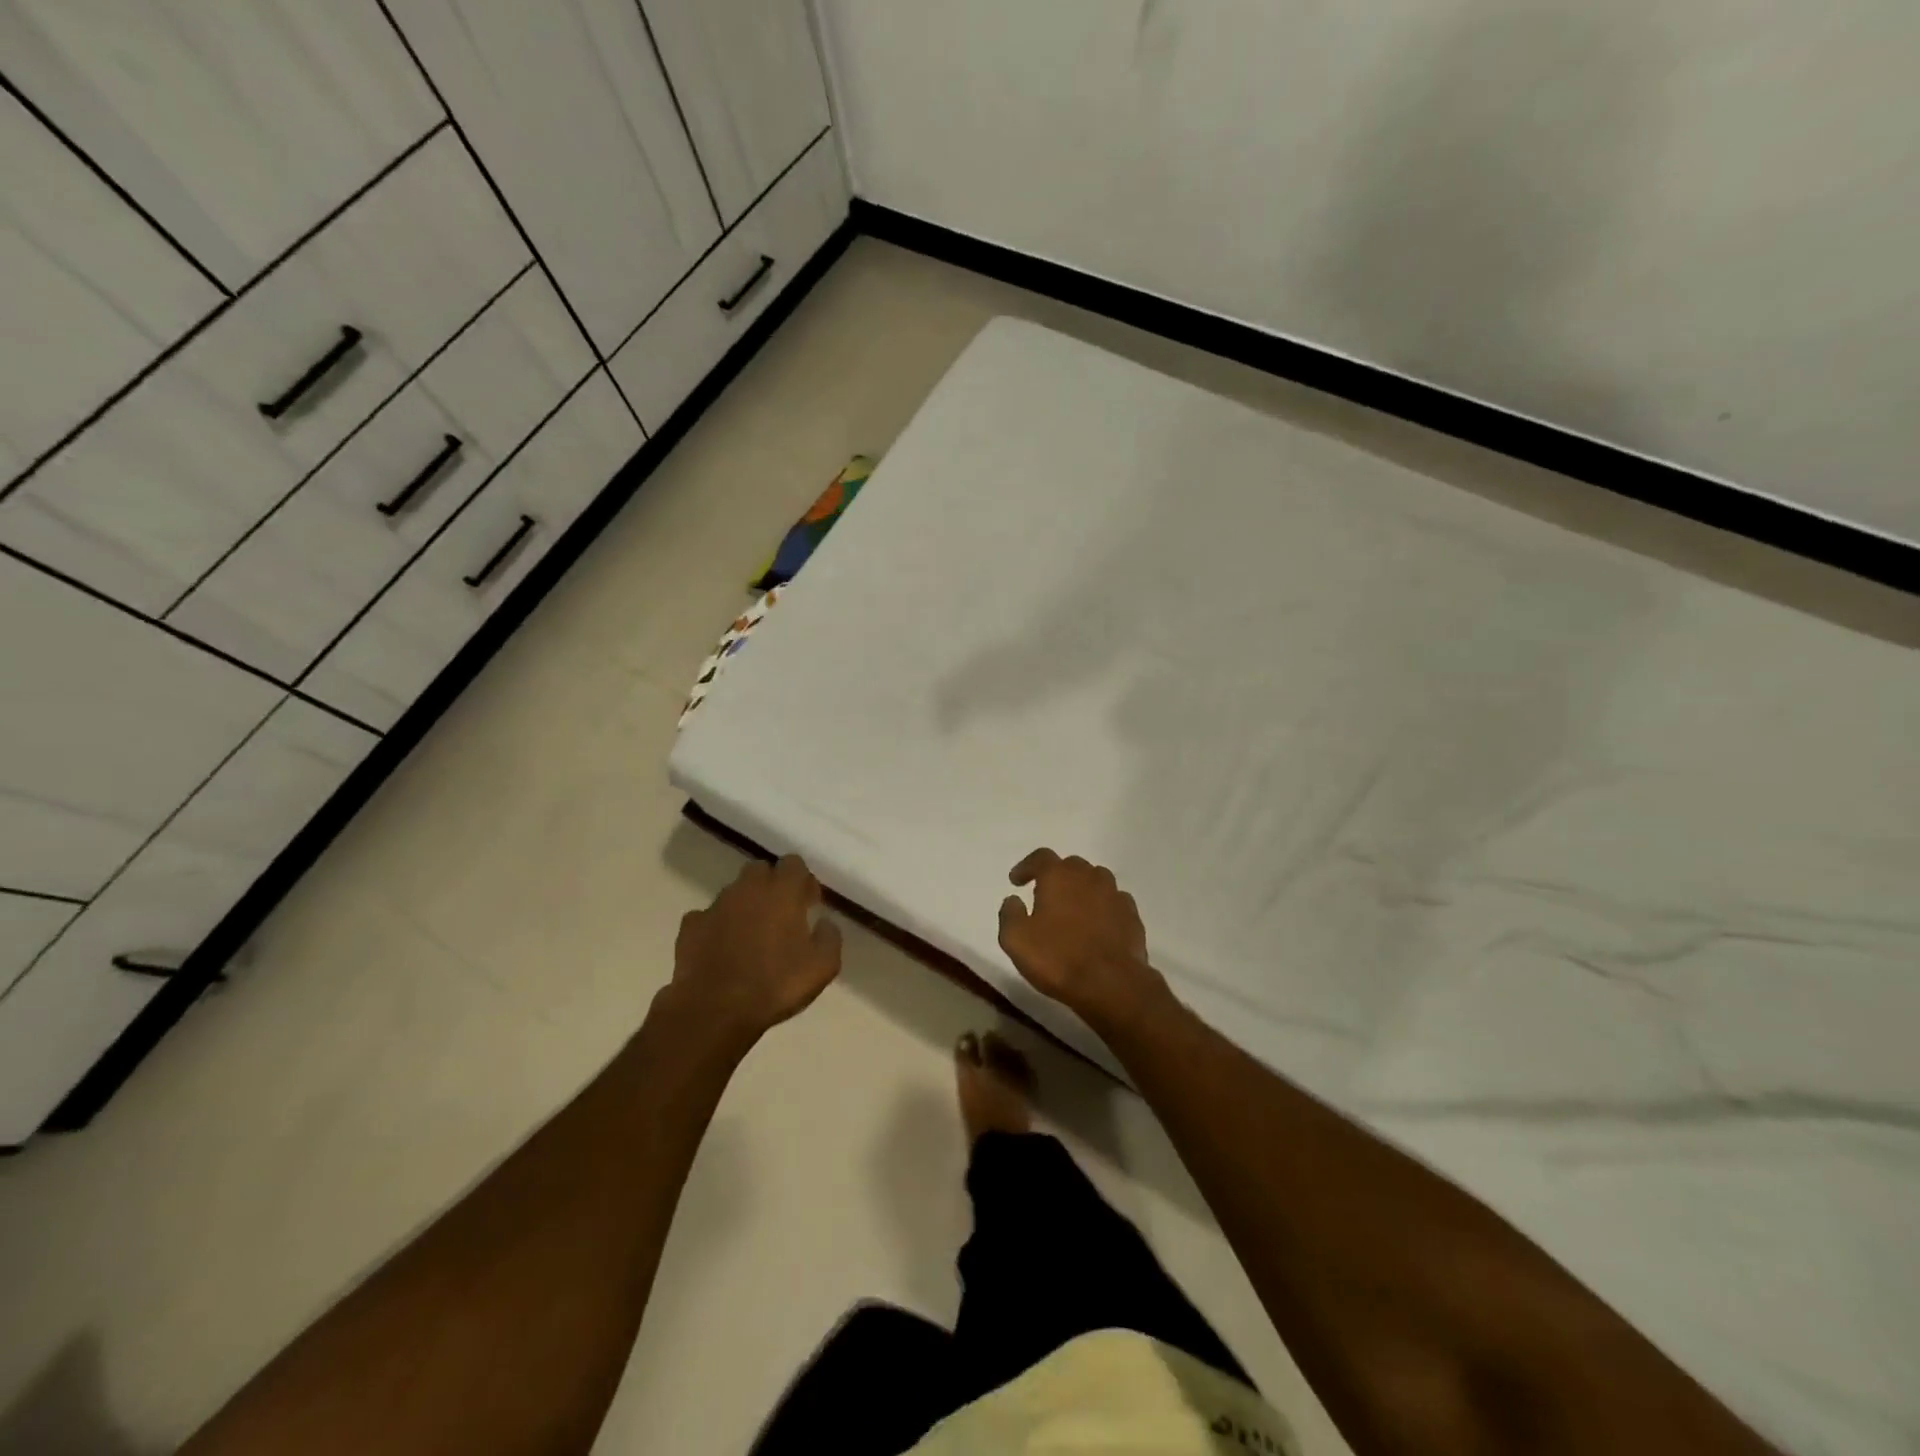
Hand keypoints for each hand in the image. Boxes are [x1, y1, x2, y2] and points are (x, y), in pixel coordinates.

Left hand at [664, 856, 842, 1050]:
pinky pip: (707, 917)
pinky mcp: (690, 926)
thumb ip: (830, 937)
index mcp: (782, 891)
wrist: (714, 1010)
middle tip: (780, 916)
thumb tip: (824, 923)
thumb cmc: (775, 984)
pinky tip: (721, 950)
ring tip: (750, 937)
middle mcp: (748, 889)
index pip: (794, 863)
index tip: (808, 904)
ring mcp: (715, 905)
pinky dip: (716, 927)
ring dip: (744, 906)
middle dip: (771, 886)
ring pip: (734, 893)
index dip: (802, 881)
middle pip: (761, 870)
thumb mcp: (823, 967)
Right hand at [997, 849, 1168, 1025]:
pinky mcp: (1131, 916)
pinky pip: (1113, 902)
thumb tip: (1013, 900)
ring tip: (1072, 910)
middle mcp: (1089, 877)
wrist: (1111, 984)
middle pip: (1070, 866)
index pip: (1040, 857)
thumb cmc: (1058, 958)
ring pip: (1095, 881)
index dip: (1026, 867)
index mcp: (1059, 876)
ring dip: (1081, 890)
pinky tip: (1096, 926)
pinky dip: (1102, 908)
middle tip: (1044, 896)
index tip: (1016, 881)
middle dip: (1056, 877)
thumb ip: (1010, 914)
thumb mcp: (1016, 939)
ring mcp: (1114, 895)